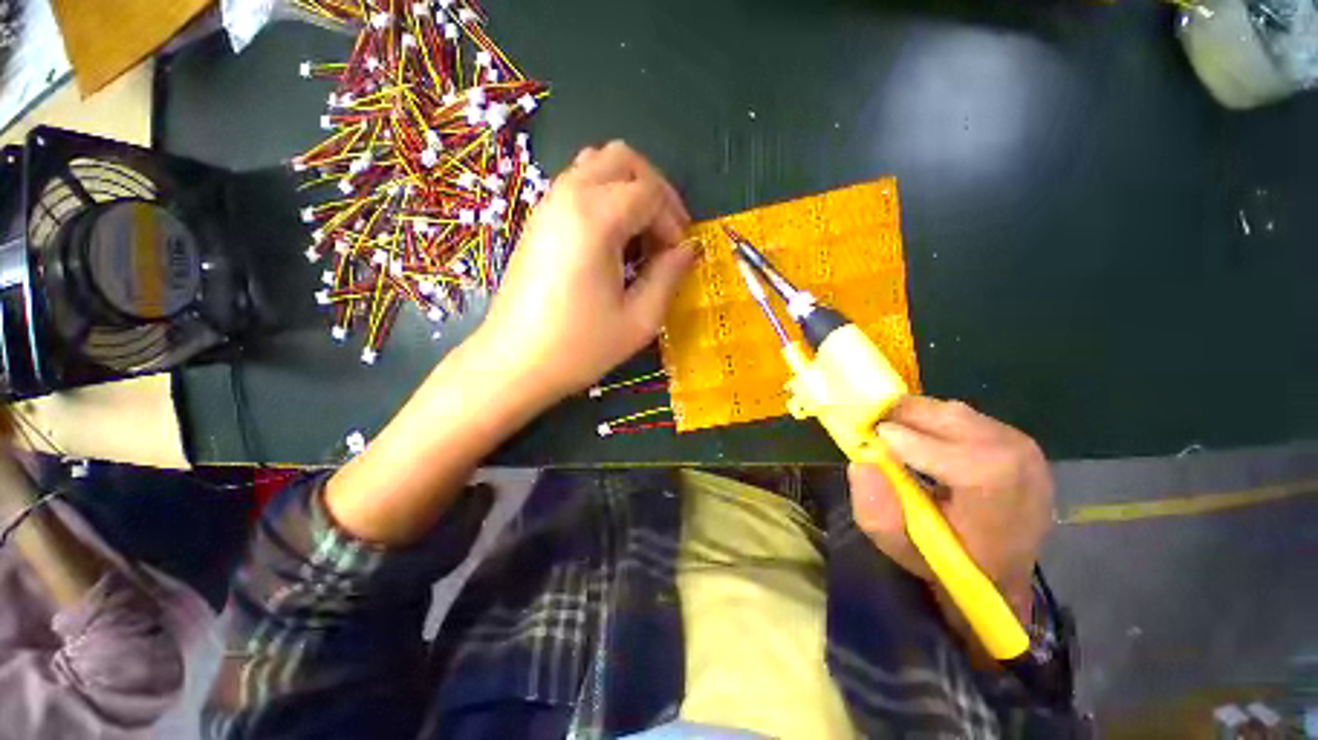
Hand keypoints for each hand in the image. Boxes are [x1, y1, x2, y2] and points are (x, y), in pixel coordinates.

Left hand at [474, 141, 694, 407]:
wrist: (514, 363)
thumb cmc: (580, 347)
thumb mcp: (639, 320)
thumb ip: (669, 276)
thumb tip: (689, 249)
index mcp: (596, 218)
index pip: (650, 192)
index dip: (674, 221)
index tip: (679, 256)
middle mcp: (568, 196)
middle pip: (623, 159)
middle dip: (655, 190)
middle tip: (666, 234)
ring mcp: (547, 205)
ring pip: (597, 165)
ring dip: (629, 191)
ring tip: (641, 237)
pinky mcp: (537, 221)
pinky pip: (578, 186)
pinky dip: (605, 199)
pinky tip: (612, 243)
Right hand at [848, 397, 1053, 617]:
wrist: (1001, 570)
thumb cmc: (949, 562)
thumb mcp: (901, 548)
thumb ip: (877, 512)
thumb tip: (862, 463)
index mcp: (1000, 502)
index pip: (958, 457)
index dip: (908, 443)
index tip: (871, 441)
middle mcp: (1018, 464)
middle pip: (949, 420)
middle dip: (901, 419)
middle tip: (871, 431)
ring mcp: (1021, 445)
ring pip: (951, 411)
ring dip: (914, 418)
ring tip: (892, 435)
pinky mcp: (1014, 436)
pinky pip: (960, 414)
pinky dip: (930, 419)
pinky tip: (919, 439)